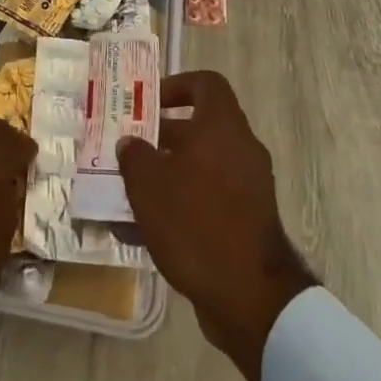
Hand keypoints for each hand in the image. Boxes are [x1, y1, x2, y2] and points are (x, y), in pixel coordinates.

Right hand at [117, 70, 314, 380]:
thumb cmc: (196, 221)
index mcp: (222, 126)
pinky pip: (210, 199)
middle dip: (162, 137)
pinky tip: (147, 230)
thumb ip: (134, 155)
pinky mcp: (249, 223)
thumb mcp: (149, 183)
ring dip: (168, 174)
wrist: (250, 296)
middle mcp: (241, 149)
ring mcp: (249, 188)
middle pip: (200, 128)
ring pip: (202, 166)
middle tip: (131, 149)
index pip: (206, 83)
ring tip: (131, 192)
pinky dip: (183, 205)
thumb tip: (131, 143)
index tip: (150, 104)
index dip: (177, 85)